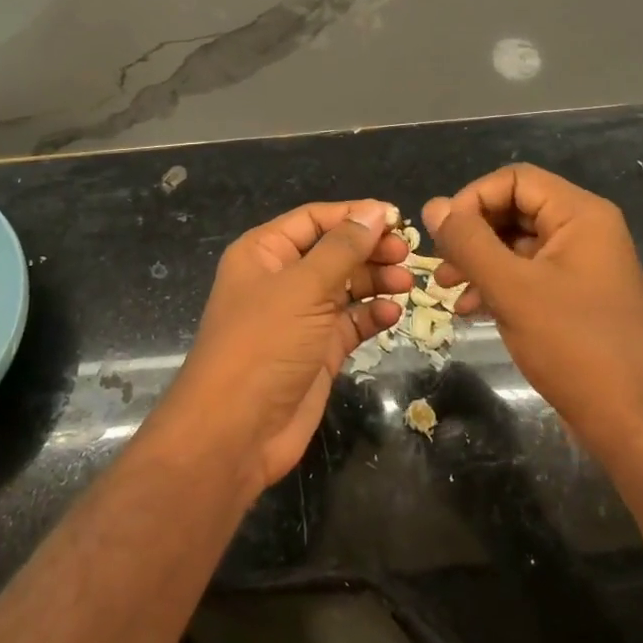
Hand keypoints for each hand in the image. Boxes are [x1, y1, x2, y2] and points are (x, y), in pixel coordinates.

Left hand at [152, 200, 409, 494]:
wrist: (235, 431)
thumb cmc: (264, 344)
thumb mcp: (303, 287)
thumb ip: (343, 248)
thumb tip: (375, 211)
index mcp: (264, 252)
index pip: (314, 220)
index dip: (354, 215)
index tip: (397, 218)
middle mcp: (281, 279)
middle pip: (332, 251)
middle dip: (369, 249)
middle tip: (407, 254)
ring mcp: (299, 317)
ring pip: (345, 286)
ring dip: (375, 281)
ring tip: (406, 283)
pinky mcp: (317, 351)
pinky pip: (350, 322)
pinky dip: (370, 315)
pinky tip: (391, 314)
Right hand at [422, 165, 642, 445]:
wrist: (634, 423)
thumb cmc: (574, 346)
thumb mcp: (511, 289)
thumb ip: (468, 242)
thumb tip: (434, 206)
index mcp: (580, 215)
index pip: (514, 179)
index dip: (473, 199)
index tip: (444, 235)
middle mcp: (585, 231)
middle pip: (515, 209)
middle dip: (472, 234)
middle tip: (440, 265)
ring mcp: (583, 266)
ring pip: (517, 244)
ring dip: (479, 261)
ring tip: (447, 289)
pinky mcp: (577, 298)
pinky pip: (529, 275)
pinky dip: (497, 285)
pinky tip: (470, 310)